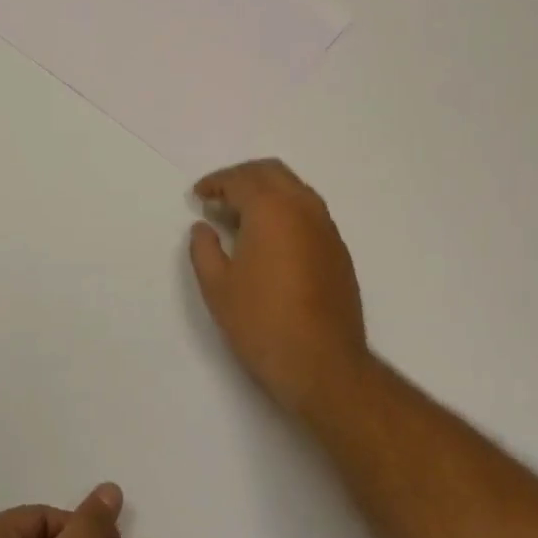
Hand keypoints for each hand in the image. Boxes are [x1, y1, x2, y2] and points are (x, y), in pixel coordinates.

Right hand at [188, 158, 369, 416]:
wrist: (322, 364)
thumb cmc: (261, 323)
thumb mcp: (217, 287)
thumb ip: (204, 249)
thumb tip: (204, 228)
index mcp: (272, 210)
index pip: (241, 180)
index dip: (216, 184)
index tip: (199, 196)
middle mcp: (304, 209)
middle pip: (272, 173)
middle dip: (242, 178)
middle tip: (218, 197)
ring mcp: (327, 229)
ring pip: (295, 190)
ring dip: (266, 192)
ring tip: (241, 217)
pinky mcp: (338, 252)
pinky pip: (309, 213)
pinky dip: (285, 211)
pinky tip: (269, 240)